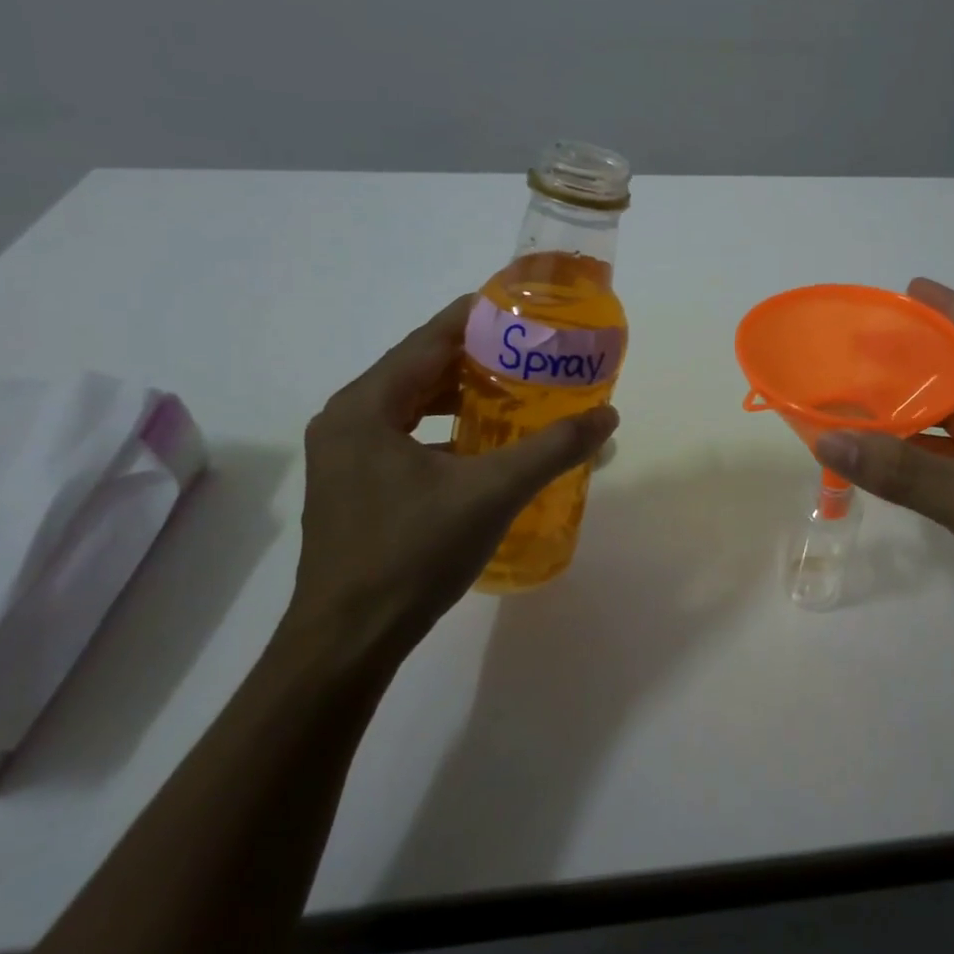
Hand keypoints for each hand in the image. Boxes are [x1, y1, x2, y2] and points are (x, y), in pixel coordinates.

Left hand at [287, 295, 617, 669]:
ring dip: (462, 395)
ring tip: (517, 392)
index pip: (430, 339)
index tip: (526, 311)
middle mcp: (348, 419)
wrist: (347, 642)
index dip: (479, 318)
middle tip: (533, 354)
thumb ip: (552, 449)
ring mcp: (346, 455)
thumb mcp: (492, 493)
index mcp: (366, 406)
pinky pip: (406, 435)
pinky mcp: (354, 485)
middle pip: (421, 368)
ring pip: (413, 404)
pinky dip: (446, 429)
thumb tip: (608, 416)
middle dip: (478, 358)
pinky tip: (485, 445)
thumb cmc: (412, 555)